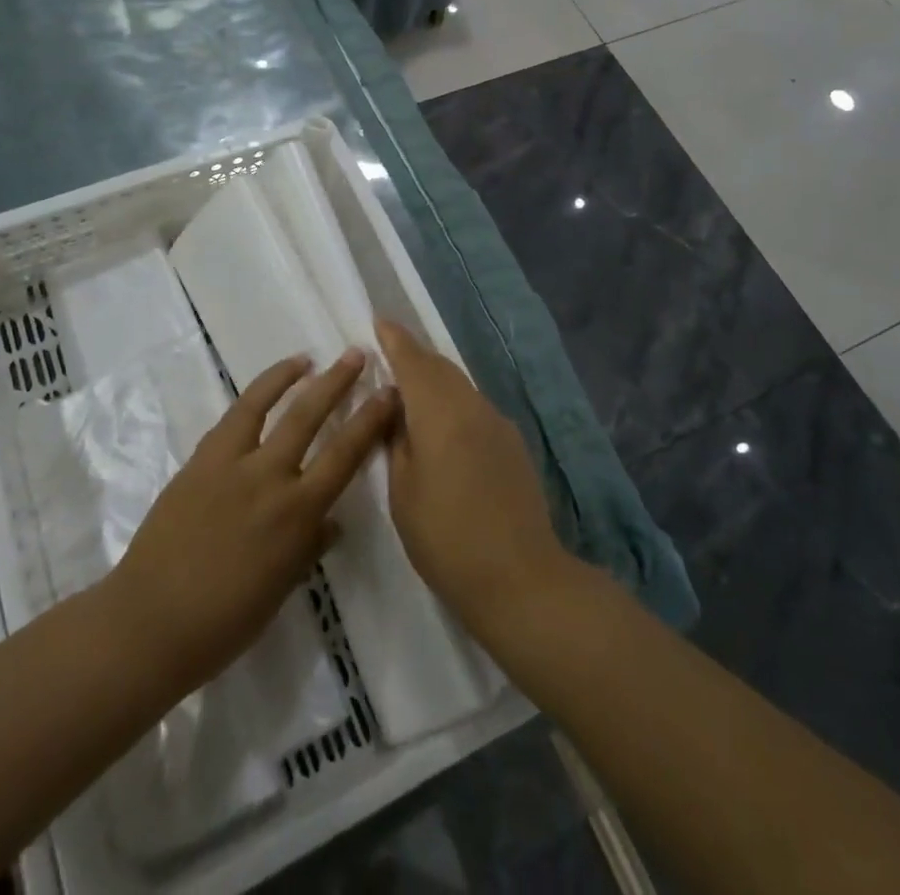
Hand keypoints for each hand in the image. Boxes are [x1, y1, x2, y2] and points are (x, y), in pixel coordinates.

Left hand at [109, 350, 398, 697]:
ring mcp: (230, 464)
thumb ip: (309, 546)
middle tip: (356, 354)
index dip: (370, 421)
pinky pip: (230, 420)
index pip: (345, 455)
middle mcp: (268, 477)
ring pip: (264, 405)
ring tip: (307, 358)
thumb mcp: (282, 587)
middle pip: (309, 416)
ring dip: (289, 376)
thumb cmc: (224, 621)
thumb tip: (330, 521)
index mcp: (297, 514)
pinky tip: (260, 394)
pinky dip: (251, 400)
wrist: (150, 622)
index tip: (388, 393)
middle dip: (337, 382)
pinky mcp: (199, 460)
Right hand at [377, 319, 572, 642]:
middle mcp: (471, 406)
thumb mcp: (403, 493)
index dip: (395, 340)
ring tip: (411, 389)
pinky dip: (453, 401)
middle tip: (389, 351)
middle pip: (440, 367)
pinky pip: (474, 406)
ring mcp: (497, 423)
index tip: (379, 321)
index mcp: (440, 413)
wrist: (520, 577)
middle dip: (414, 355)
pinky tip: (443, 425)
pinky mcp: (512, 443)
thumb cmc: (447, 538)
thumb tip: (396, 411)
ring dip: (435, 378)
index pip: (413, 362)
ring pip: (459, 385)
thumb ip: (396, 442)